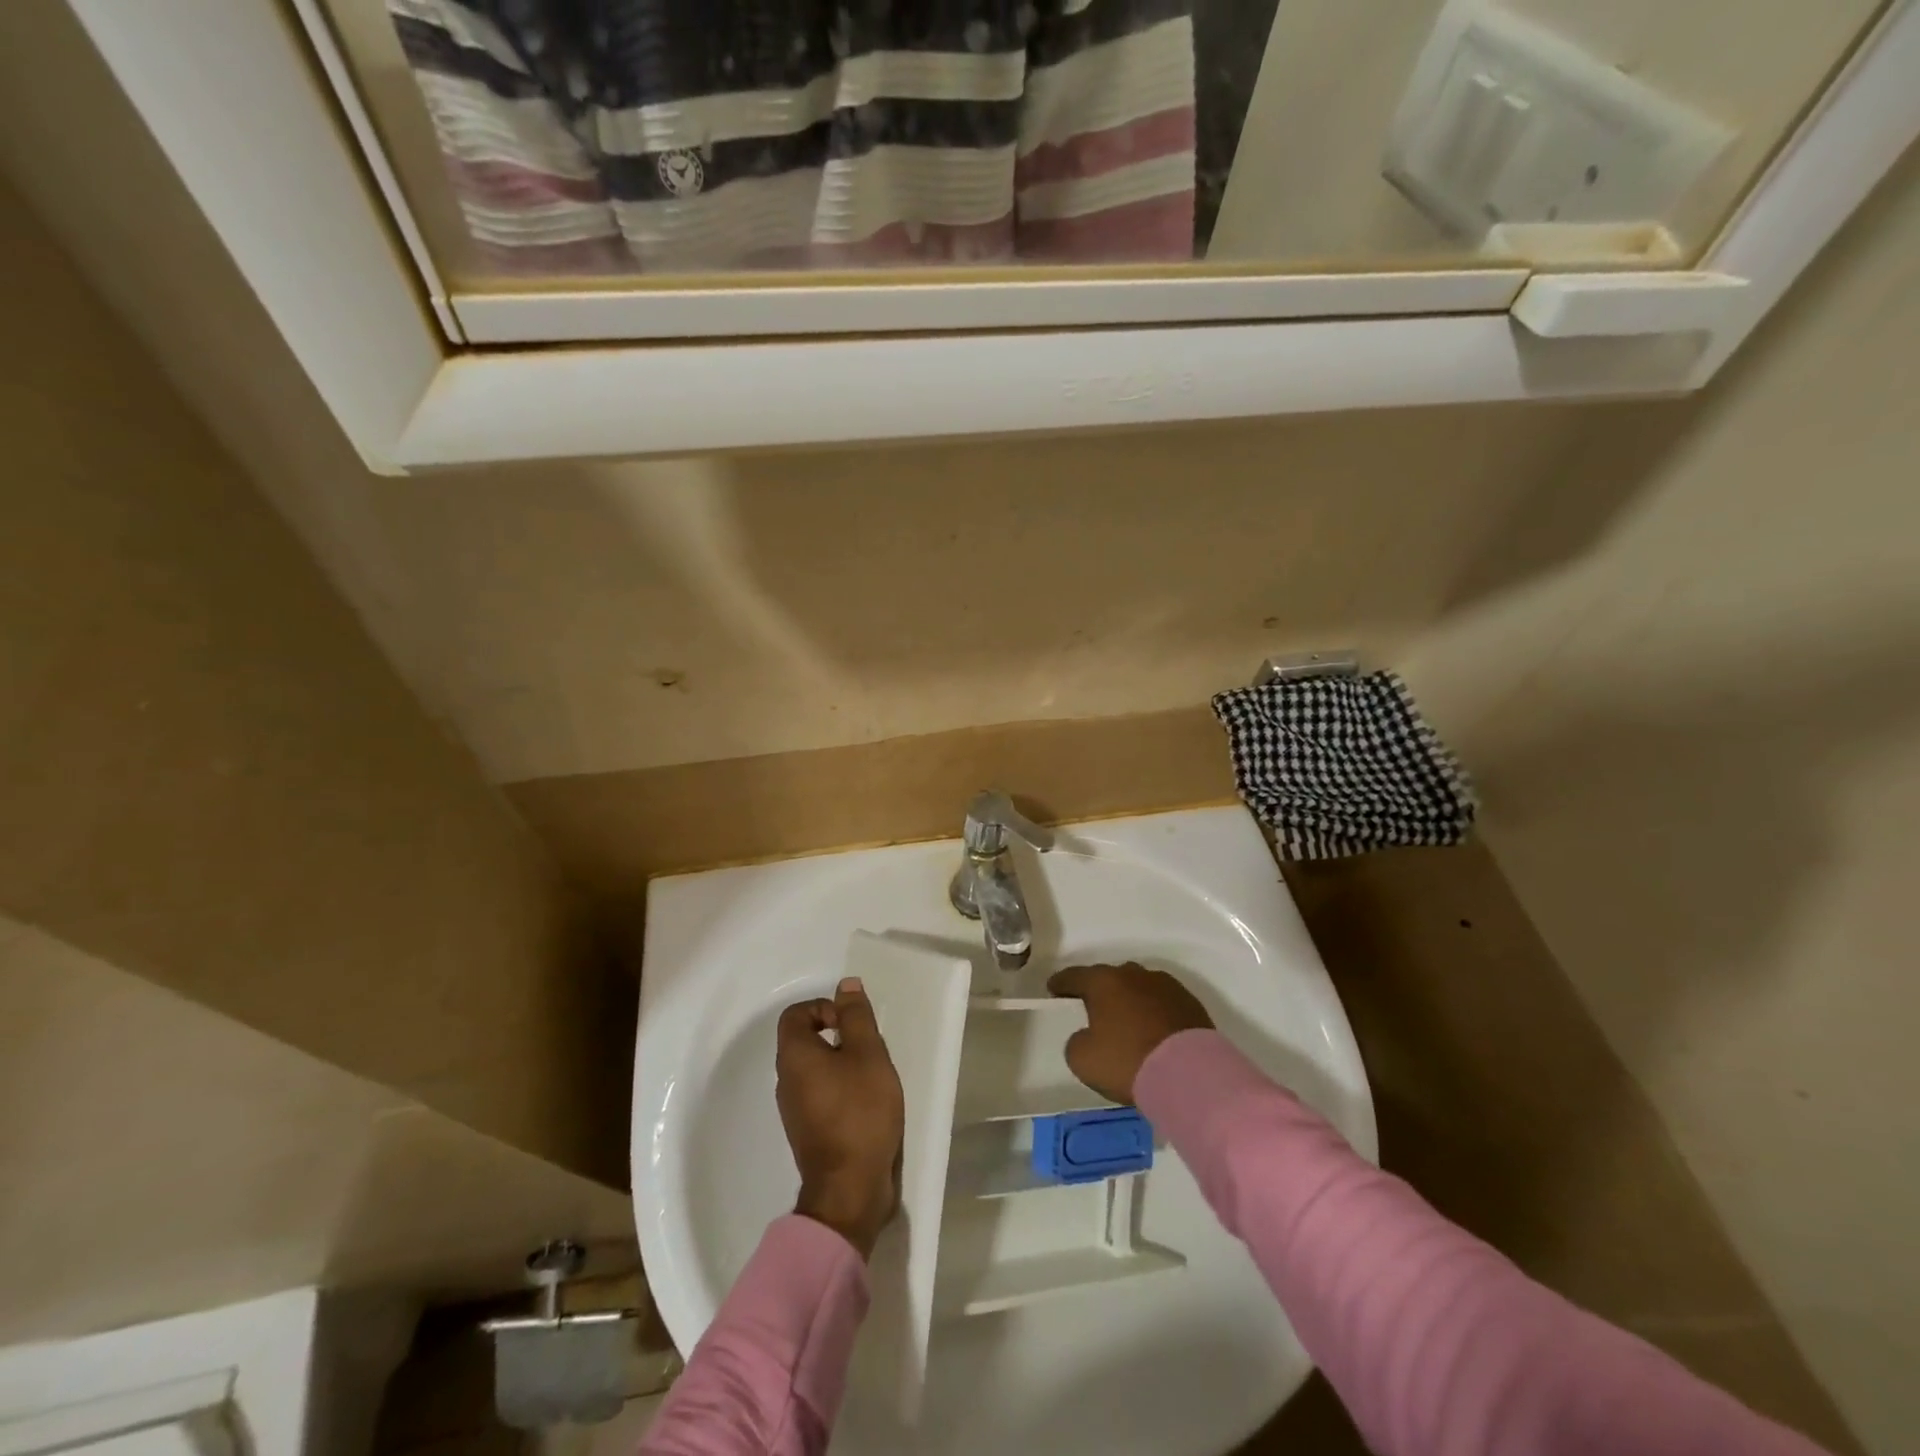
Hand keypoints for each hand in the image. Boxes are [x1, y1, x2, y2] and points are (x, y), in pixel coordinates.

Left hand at [776, 976, 904, 1259]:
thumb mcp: (868, 1054)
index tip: (851, 1025)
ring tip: (872, 1077)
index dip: (824, 1008)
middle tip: (869, 1050)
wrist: (850, 1189)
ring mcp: (794, 1109)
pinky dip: (841, 1089)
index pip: (796, 1014)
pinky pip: (820, 1094)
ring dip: (842, 1064)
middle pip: (805, 1040)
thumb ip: (856, 1017)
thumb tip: (846, 985)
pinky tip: (867, 1104)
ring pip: (815, 1069)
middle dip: (839, 1036)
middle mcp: (786, 1080)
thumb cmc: (861, 1112)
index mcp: (794, 1057)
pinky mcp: (808, 1131)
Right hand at [1047, 962, 1213, 1103]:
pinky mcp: (1189, 1002)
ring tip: (1127, 1021)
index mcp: (1103, 982)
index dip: (1061, 983)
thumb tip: (1087, 1035)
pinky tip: (1154, 1030)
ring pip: (1138, 986)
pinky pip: (1162, 1001)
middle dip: (1099, 991)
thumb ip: (1076, 1041)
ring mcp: (1165, 985)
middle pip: (1109, 978)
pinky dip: (1153, 1011)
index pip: (1074, 976)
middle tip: (1093, 1009)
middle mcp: (1133, 974)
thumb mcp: (1083, 1060)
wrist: (1190, 1074)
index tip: (1054, 989)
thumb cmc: (1128, 1061)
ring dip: (1129, 999)